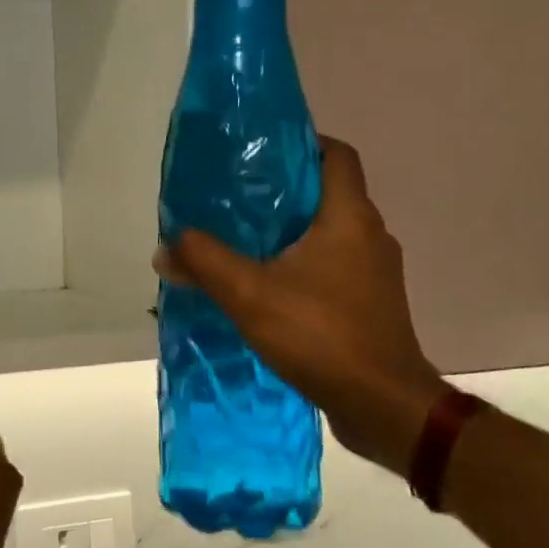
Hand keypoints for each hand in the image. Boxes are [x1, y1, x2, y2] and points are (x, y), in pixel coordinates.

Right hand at [156, 137, 448, 474]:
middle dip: (283, 193)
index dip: (302, 143)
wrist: (382, 404)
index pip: (336, 155)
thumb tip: (166, 247)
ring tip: (243, 243)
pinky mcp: (371, 305)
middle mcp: (370, 235)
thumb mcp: (250, 295)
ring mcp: (375, 273)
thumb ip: (205, 263)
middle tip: (235, 200)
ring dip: (291, 234)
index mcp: (349, 217)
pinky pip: (333, 269)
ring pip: (330, 234)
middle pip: (328, 194)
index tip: (260, 153)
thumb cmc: (321, 335)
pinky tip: (267, 289)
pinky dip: (302, 267)